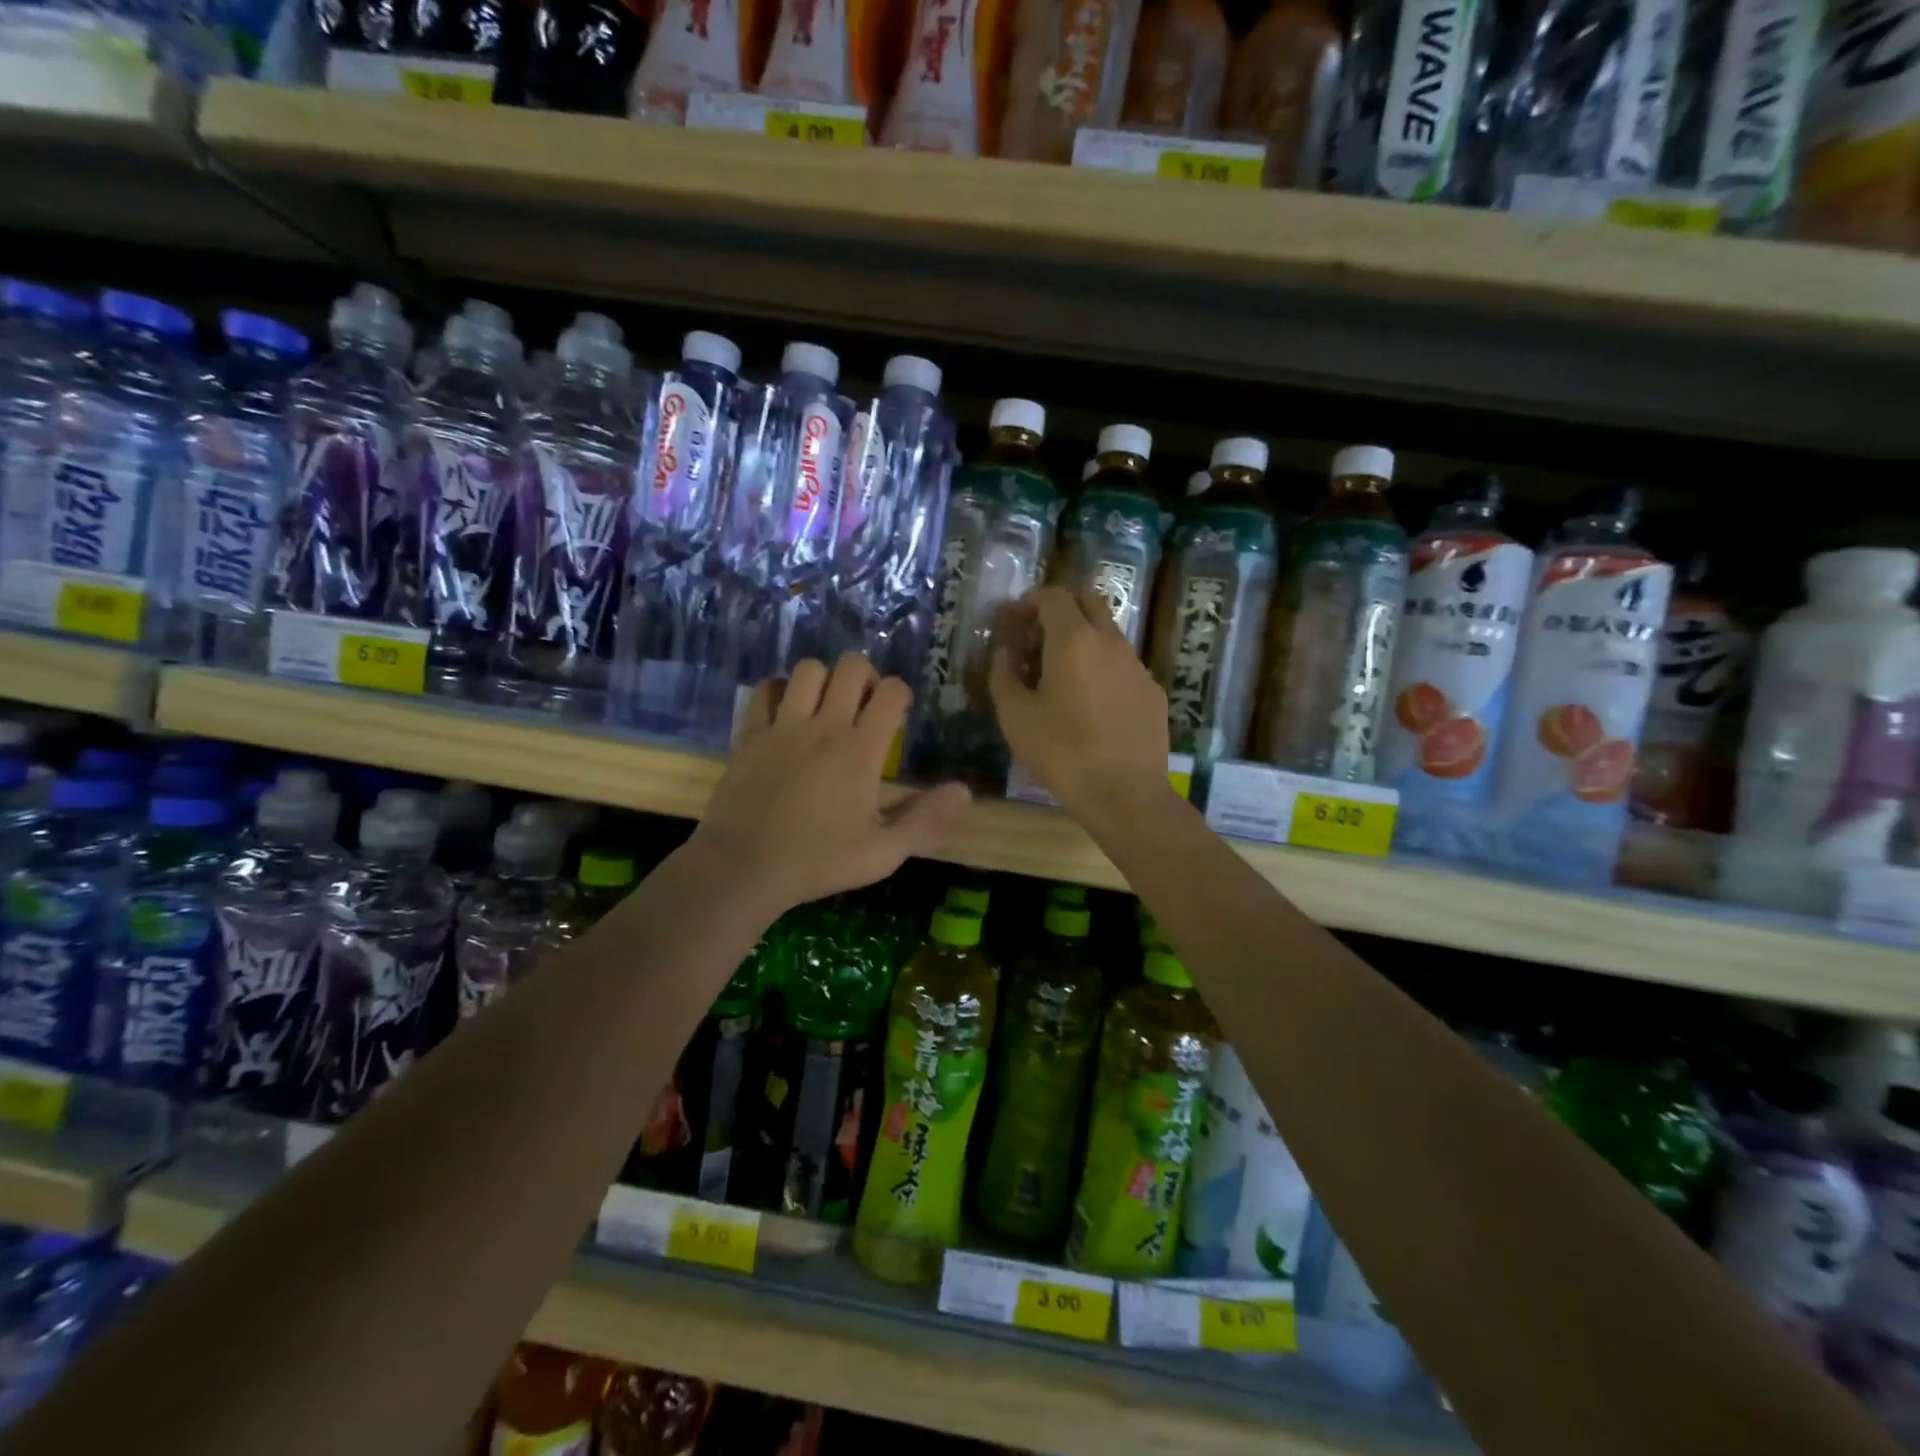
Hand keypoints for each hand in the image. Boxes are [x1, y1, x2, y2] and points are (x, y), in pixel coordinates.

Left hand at [689, 653, 971, 914]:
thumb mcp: (883, 852)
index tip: (899, 715)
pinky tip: (786, 712)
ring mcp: (783, 726)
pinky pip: (765, 691)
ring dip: (824, 679)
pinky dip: (779, 691)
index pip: (891, 692)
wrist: (743, 868)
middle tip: (866, 705)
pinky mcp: (750, 735)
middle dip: (866, 676)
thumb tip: (965, 791)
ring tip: (827, 706)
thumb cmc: (818, 862)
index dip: (901, 694)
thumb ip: (926, 819)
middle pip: (851, 667)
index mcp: (860, 750)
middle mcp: (824, 726)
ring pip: (808, 670)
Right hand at [989, 586, 1171, 820]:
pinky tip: (1091, 702)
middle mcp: (1110, 641)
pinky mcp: (1152, 690)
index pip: (1053, 595)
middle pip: (1088, 600)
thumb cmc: (1061, 752)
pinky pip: (1123, 664)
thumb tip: (1005, 651)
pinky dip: (1103, 667)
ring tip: (1061, 673)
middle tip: (1038, 636)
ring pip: (1109, 632)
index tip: (1013, 621)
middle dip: (1061, 608)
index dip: (1029, 601)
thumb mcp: (1014, 715)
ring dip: (1083, 638)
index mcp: (1073, 639)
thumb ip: (1003, 673)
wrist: (1124, 793)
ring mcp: (1137, 664)